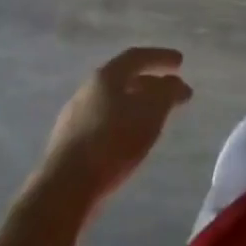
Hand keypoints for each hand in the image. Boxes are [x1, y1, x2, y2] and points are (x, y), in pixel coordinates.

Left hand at [39, 47, 192, 205]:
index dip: (161, 57)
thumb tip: (174, 83)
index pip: (137, 57)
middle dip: (151, 83)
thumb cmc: (112, 142)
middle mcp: (87, 90)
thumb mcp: (150, 113)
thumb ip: (166, 93)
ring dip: (136, 104)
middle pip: (124, 79)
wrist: (65, 188)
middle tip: (171, 92)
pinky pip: (103, 123)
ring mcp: (74, 117)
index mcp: (106, 76)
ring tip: (154, 118)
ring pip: (113, 102)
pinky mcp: (69, 144)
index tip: (181, 63)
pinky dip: (122, 123)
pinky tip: (130, 140)